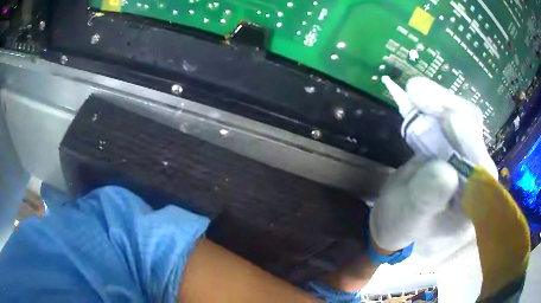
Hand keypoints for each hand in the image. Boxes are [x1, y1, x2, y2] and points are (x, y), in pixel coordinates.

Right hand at [370, 77, 497, 254]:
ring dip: (440, 101)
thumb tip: (445, 171)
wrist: (396, 213)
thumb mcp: (410, 217)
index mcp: (474, 205)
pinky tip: (418, 95)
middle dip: (449, 110)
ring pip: (464, 118)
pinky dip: (434, 102)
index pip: (482, 169)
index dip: (468, 141)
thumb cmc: (403, 225)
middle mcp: (477, 177)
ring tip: (415, 90)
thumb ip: (428, 199)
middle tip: (419, 93)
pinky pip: (450, 116)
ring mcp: (466, 157)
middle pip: (475, 135)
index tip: (447, 118)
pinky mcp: (454, 143)